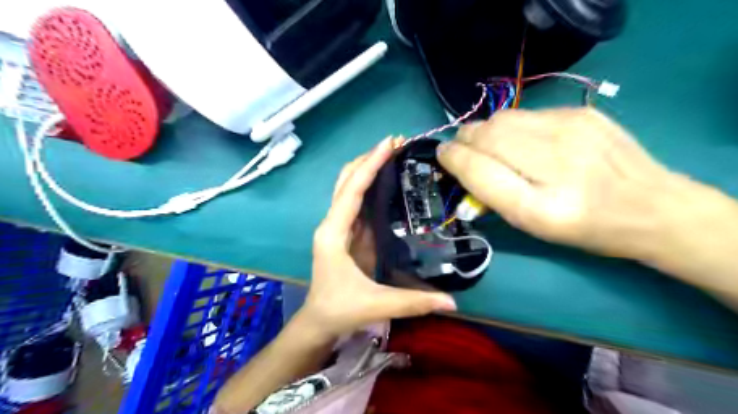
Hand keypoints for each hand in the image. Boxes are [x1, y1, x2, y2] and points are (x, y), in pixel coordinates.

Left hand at [299, 137, 455, 341]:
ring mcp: (339, 227)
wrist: (318, 321)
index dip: (370, 165)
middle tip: (396, 144)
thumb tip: (452, 302)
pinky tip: (390, 181)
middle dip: (369, 159)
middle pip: (346, 180)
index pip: (352, 190)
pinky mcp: (348, 233)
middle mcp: (333, 223)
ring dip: (369, 168)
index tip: (389, 143)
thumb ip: (413, 302)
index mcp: (333, 233)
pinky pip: (358, 202)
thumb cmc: (339, 310)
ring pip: (350, 187)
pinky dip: (371, 186)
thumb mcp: (376, 305)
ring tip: (395, 154)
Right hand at [434, 108, 688, 259]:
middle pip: (487, 135)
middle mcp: (556, 163)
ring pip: (503, 118)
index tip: (442, 155)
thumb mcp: (533, 226)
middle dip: (465, 139)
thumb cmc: (584, 227)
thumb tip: (462, 165)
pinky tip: (523, 139)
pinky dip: (512, 125)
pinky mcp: (582, 113)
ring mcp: (573, 131)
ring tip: (490, 144)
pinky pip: (526, 113)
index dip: (454, 159)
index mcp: (540, 207)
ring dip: (485, 130)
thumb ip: (493, 196)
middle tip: (462, 148)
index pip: (479, 170)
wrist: (652, 206)